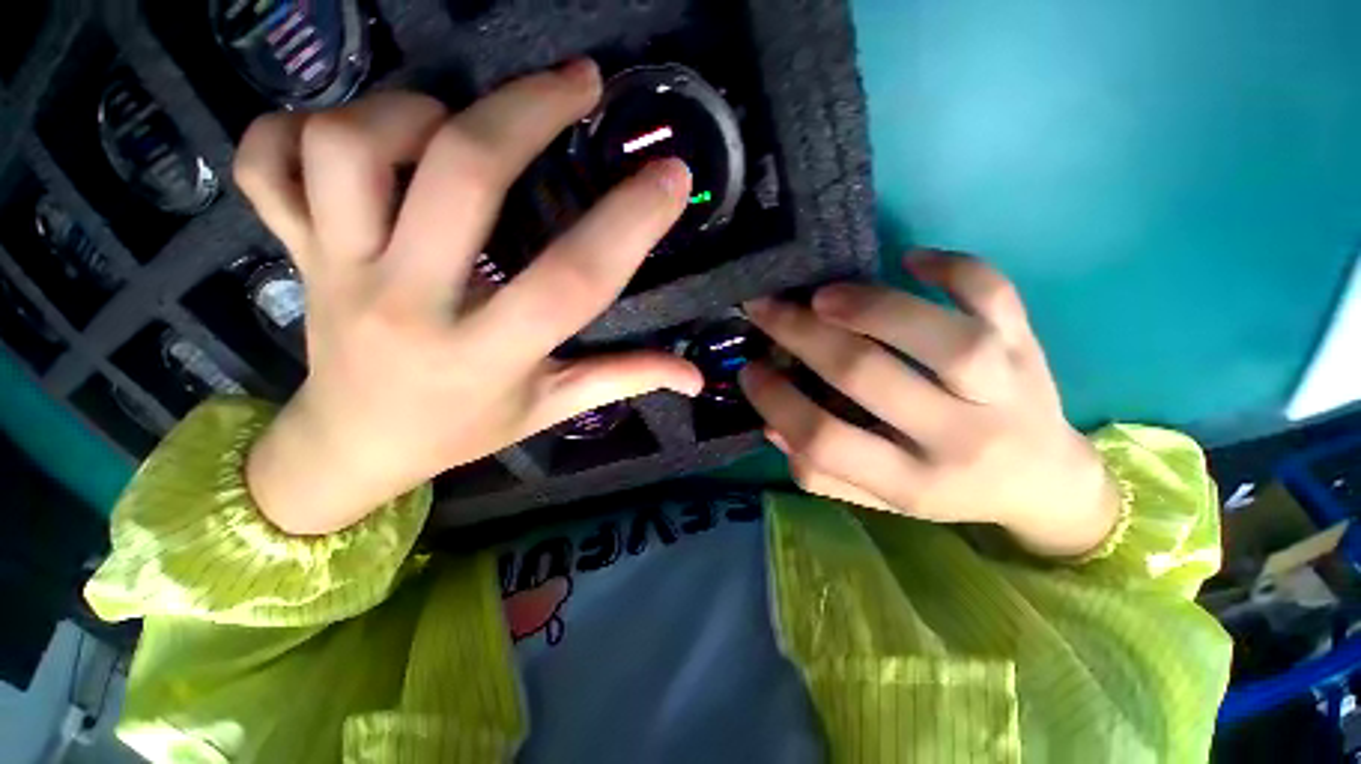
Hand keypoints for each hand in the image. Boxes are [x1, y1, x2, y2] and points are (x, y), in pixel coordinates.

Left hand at [236, 61, 701, 534]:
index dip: (629, 224)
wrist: (355, 447)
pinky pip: (264, 160)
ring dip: (412, 110)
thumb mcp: (552, 409)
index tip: (671, 176)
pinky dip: (294, 126)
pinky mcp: (290, 250)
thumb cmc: (463, 429)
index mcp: (487, 353)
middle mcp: (409, 303)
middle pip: (460, 177)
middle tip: (579, 83)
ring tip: (454, 121)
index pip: (570, 281)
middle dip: (527, 111)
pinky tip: (347, 140)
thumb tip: (696, 377)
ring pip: (349, 147)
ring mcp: (336, 269)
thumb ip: (625, 380)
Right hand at [740, 250, 1119, 557]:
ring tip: (822, 294)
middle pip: (870, 377)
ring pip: (942, 338)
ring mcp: (1006, 388)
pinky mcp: (1029, 346)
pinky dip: (954, 268)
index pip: (826, 441)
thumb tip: (772, 424)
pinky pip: (998, 296)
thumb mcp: (879, 497)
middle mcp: (960, 439)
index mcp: (914, 483)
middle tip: (764, 309)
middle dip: (802, 337)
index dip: (777, 402)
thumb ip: (821, 470)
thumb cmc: (946, 488)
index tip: (748, 370)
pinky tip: (910, 259)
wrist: (1045, 481)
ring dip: (872, 308)